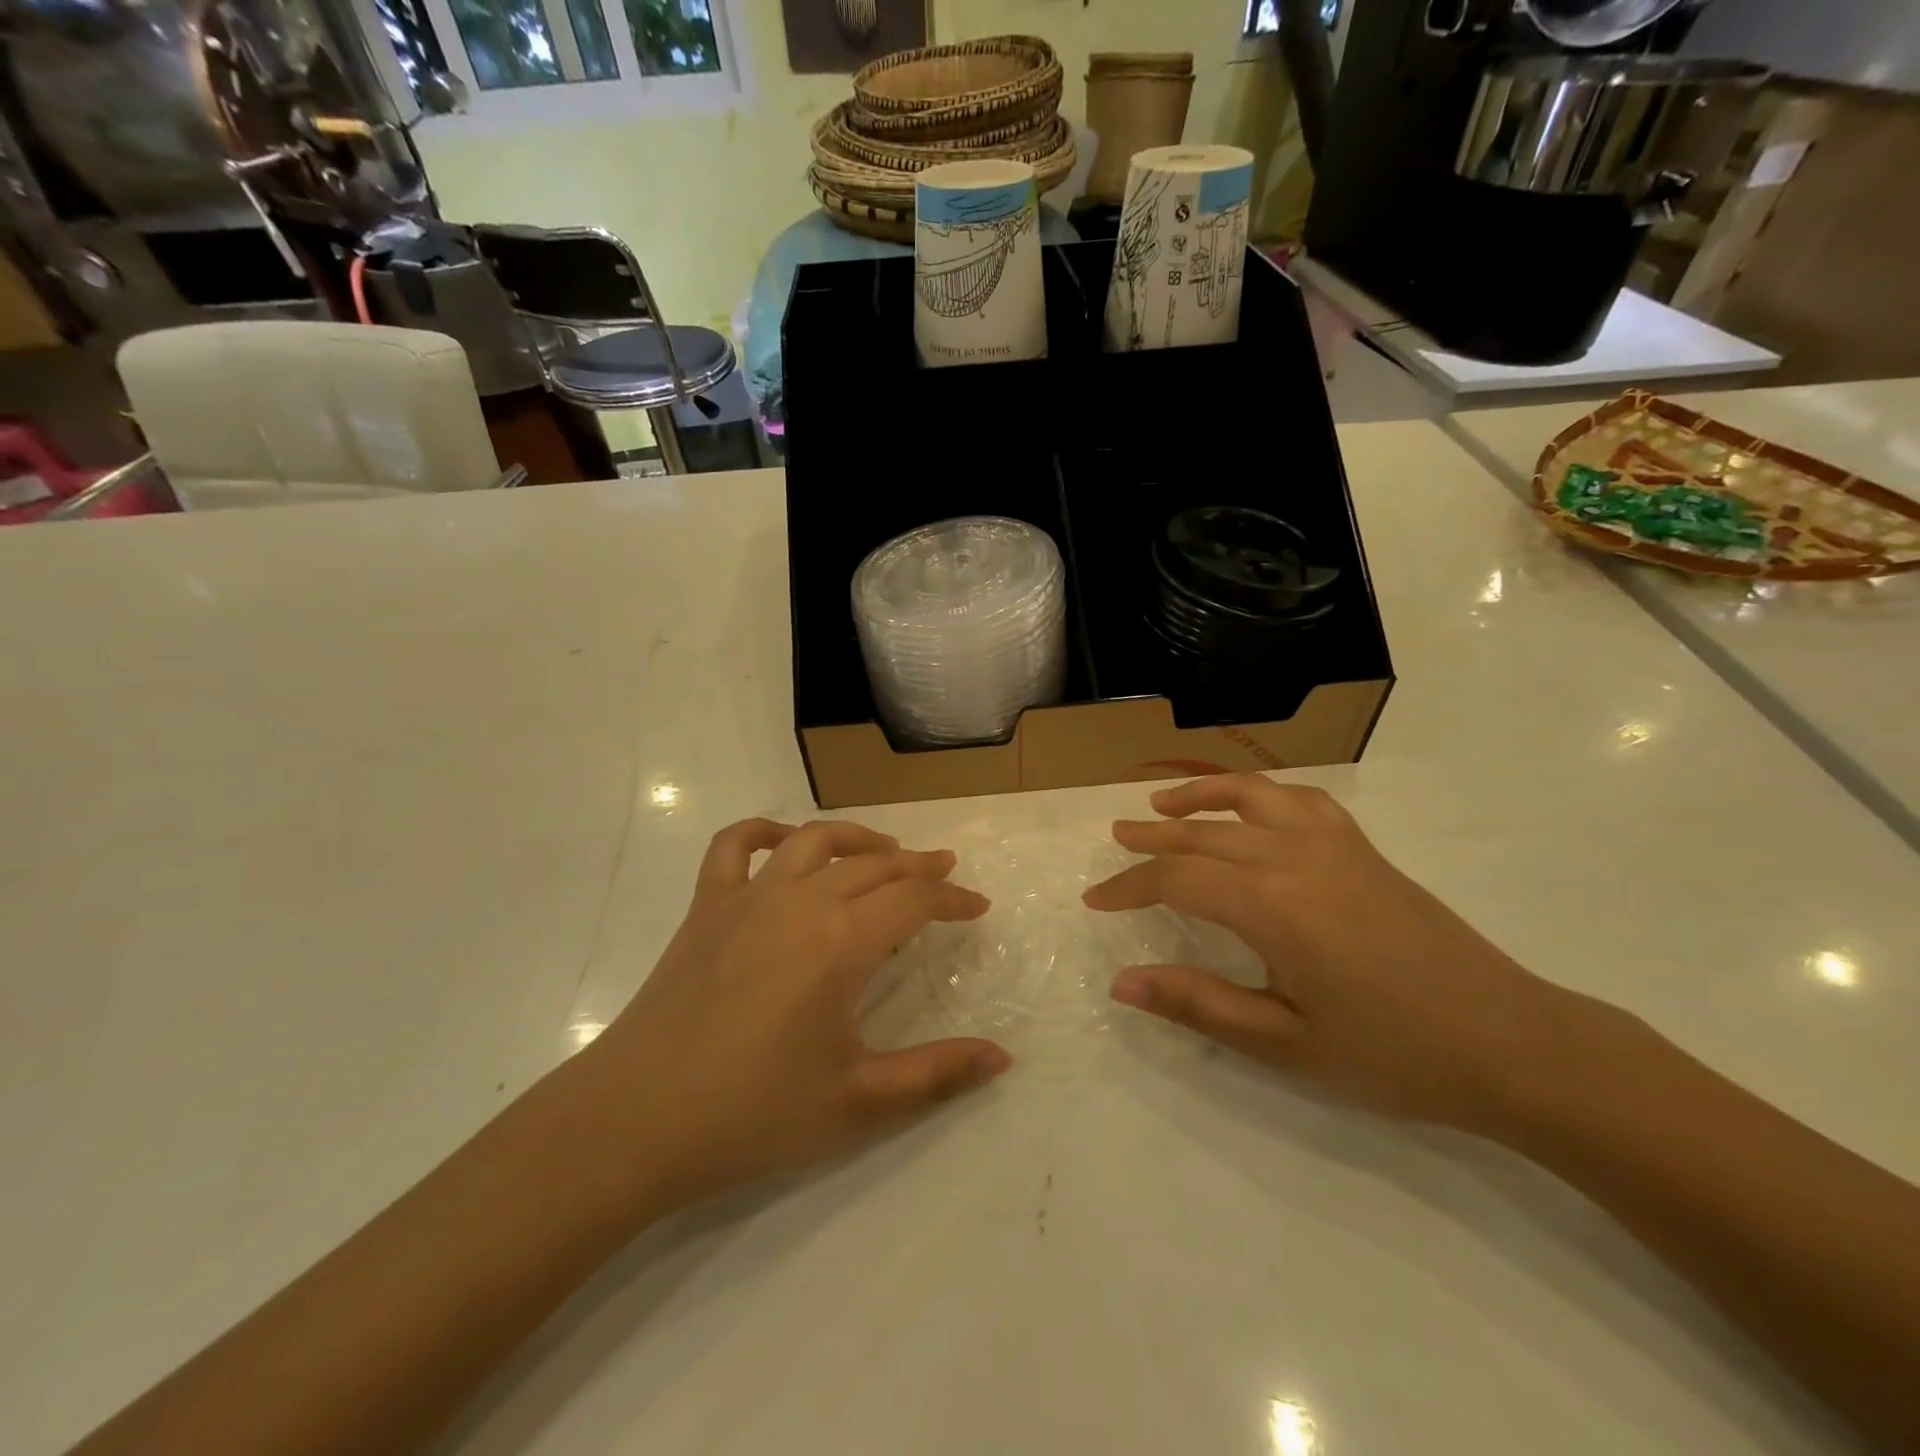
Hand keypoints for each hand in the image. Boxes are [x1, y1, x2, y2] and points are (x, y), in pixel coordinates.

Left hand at [579, 818, 1009, 1211]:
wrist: (634, 1123)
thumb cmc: (752, 1114)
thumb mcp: (858, 1104)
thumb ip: (936, 1076)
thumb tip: (1002, 1059)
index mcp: (841, 942)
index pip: (914, 901)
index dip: (953, 900)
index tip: (978, 907)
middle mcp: (800, 901)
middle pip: (873, 865)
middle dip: (918, 867)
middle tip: (944, 876)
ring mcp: (747, 897)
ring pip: (814, 841)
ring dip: (858, 839)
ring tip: (885, 851)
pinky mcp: (705, 907)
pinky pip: (734, 845)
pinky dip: (765, 831)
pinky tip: (785, 840)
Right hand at [1083, 776, 1597, 1134]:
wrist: (1511, 1044)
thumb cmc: (1392, 1053)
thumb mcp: (1284, 1043)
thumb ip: (1198, 1004)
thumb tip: (1122, 983)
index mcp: (1272, 904)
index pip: (1177, 879)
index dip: (1129, 886)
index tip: (1096, 899)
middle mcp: (1296, 857)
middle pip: (1204, 835)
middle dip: (1152, 838)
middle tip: (1115, 839)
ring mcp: (1334, 845)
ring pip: (1251, 799)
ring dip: (1200, 797)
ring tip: (1163, 805)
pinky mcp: (1363, 850)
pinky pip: (1300, 802)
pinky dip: (1261, 795)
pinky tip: (1250, 809)